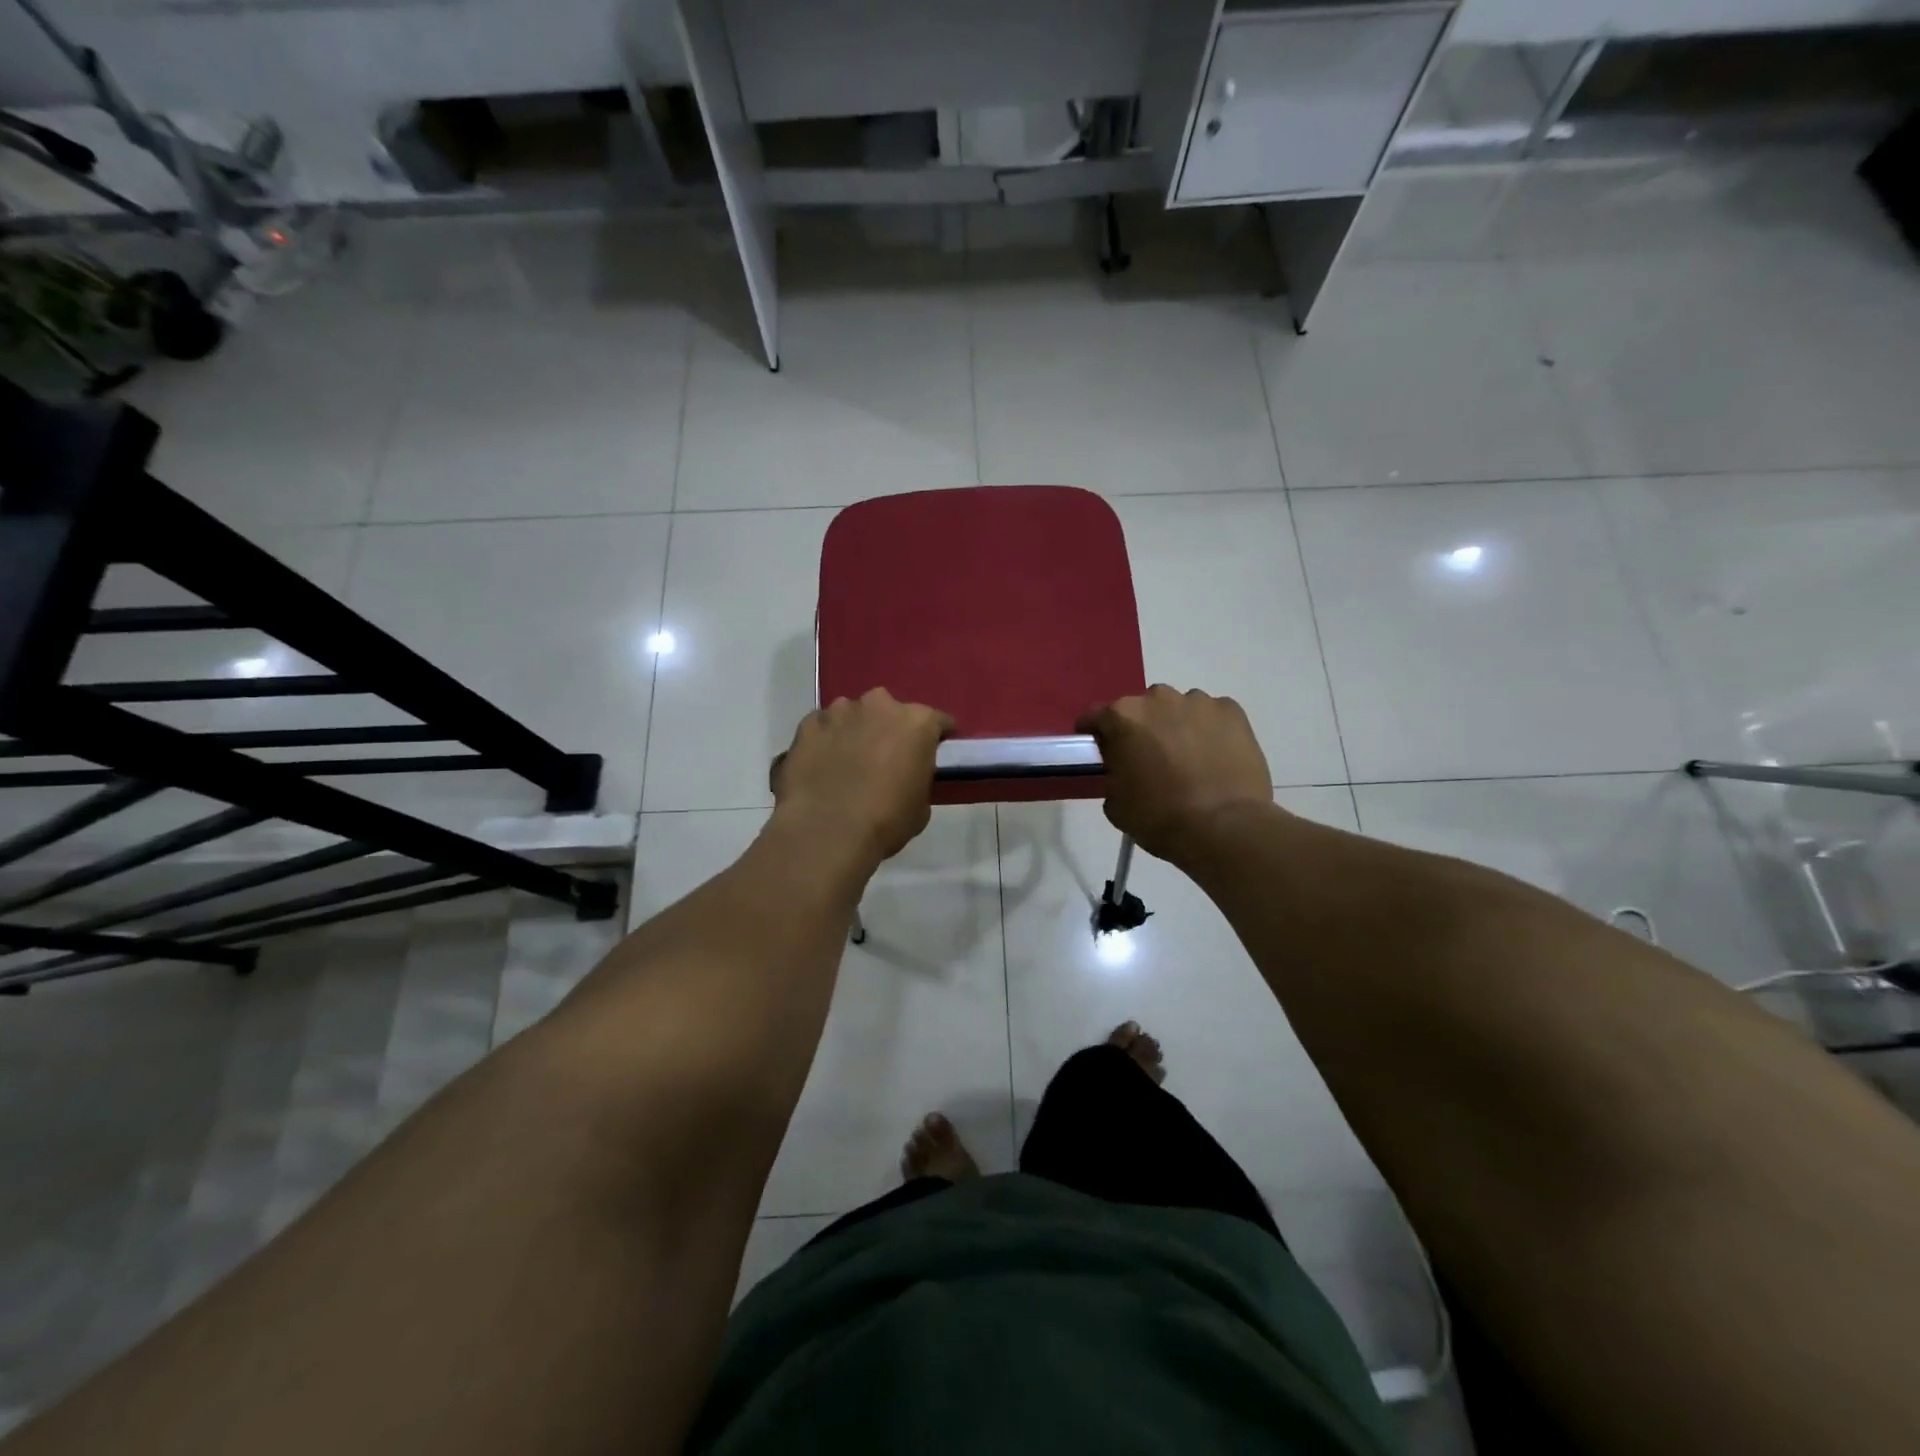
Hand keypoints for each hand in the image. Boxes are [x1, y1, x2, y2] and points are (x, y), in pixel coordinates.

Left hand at [771, 689, 954, 864]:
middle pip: (890, 711)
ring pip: (853, 715)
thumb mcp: (921, 805)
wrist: (827, 831)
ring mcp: (839, 712)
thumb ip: (917, 777)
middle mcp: (879, 705)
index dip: (935, 737)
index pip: (937, 721)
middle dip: (889, 729)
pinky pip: (822, 727)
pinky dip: (825, 740)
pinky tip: (822, 764)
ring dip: (855, 731)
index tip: (931, 752)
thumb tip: (906, 776)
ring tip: (848, 761)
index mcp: (916, 722)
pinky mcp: (807, 725)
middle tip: (885, 757)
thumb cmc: (886, 821)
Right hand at [1077, 687, 1274, 863]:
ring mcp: (1199, 702)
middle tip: (1149, 760)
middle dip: (1141, 730)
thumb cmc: (1160, 818)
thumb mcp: (1115, 804)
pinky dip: (1209, 731)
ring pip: (1179, 709)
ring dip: (1176, 727)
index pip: (1095, 716)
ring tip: (1187, 760)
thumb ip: (1112, 775)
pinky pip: (1212, 716)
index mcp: (1122, 717)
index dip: (1095, 735)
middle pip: (1141, 709)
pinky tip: (1215, 758)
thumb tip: (1122, 770)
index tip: (1101, 752)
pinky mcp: (1232, 711)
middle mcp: (1158, 698)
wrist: (1225, 829)